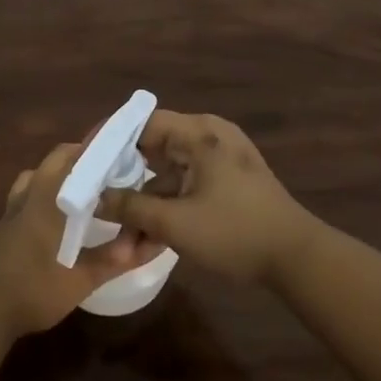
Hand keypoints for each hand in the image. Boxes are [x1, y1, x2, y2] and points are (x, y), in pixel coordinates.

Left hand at [0, 142, 167, 339]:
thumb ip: (115, 259)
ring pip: (41, 171)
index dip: (103, 150)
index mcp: (49, 199)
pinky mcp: (6, 221)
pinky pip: (29, 189)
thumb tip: (149, 241)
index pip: (78, 158)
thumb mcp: (80, 280)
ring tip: (89, 187)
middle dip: (86, 156)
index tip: (128, 152)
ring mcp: (14, 206)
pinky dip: (48, 187)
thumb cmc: (33, 292)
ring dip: (64, 170)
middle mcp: (30, 193)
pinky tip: (60, 211)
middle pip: (59, 158)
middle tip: (115, 170)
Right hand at [97, 111, 317, 285]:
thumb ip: (131, 208)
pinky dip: (166, 210)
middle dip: (125, 183)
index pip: (142, 122)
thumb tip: (96, 198)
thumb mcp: (176, 223)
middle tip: (96, 201)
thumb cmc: (235, 232)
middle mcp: (209, 138)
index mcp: (199, 134)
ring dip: (145, 206)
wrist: (297, 258)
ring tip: (123, 242)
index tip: (84, 161)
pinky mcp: (226, 183)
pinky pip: (184, 188)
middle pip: (152, 150)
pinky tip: (147, 242)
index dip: (109, 140)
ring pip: (167, 176)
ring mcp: (219, 161)